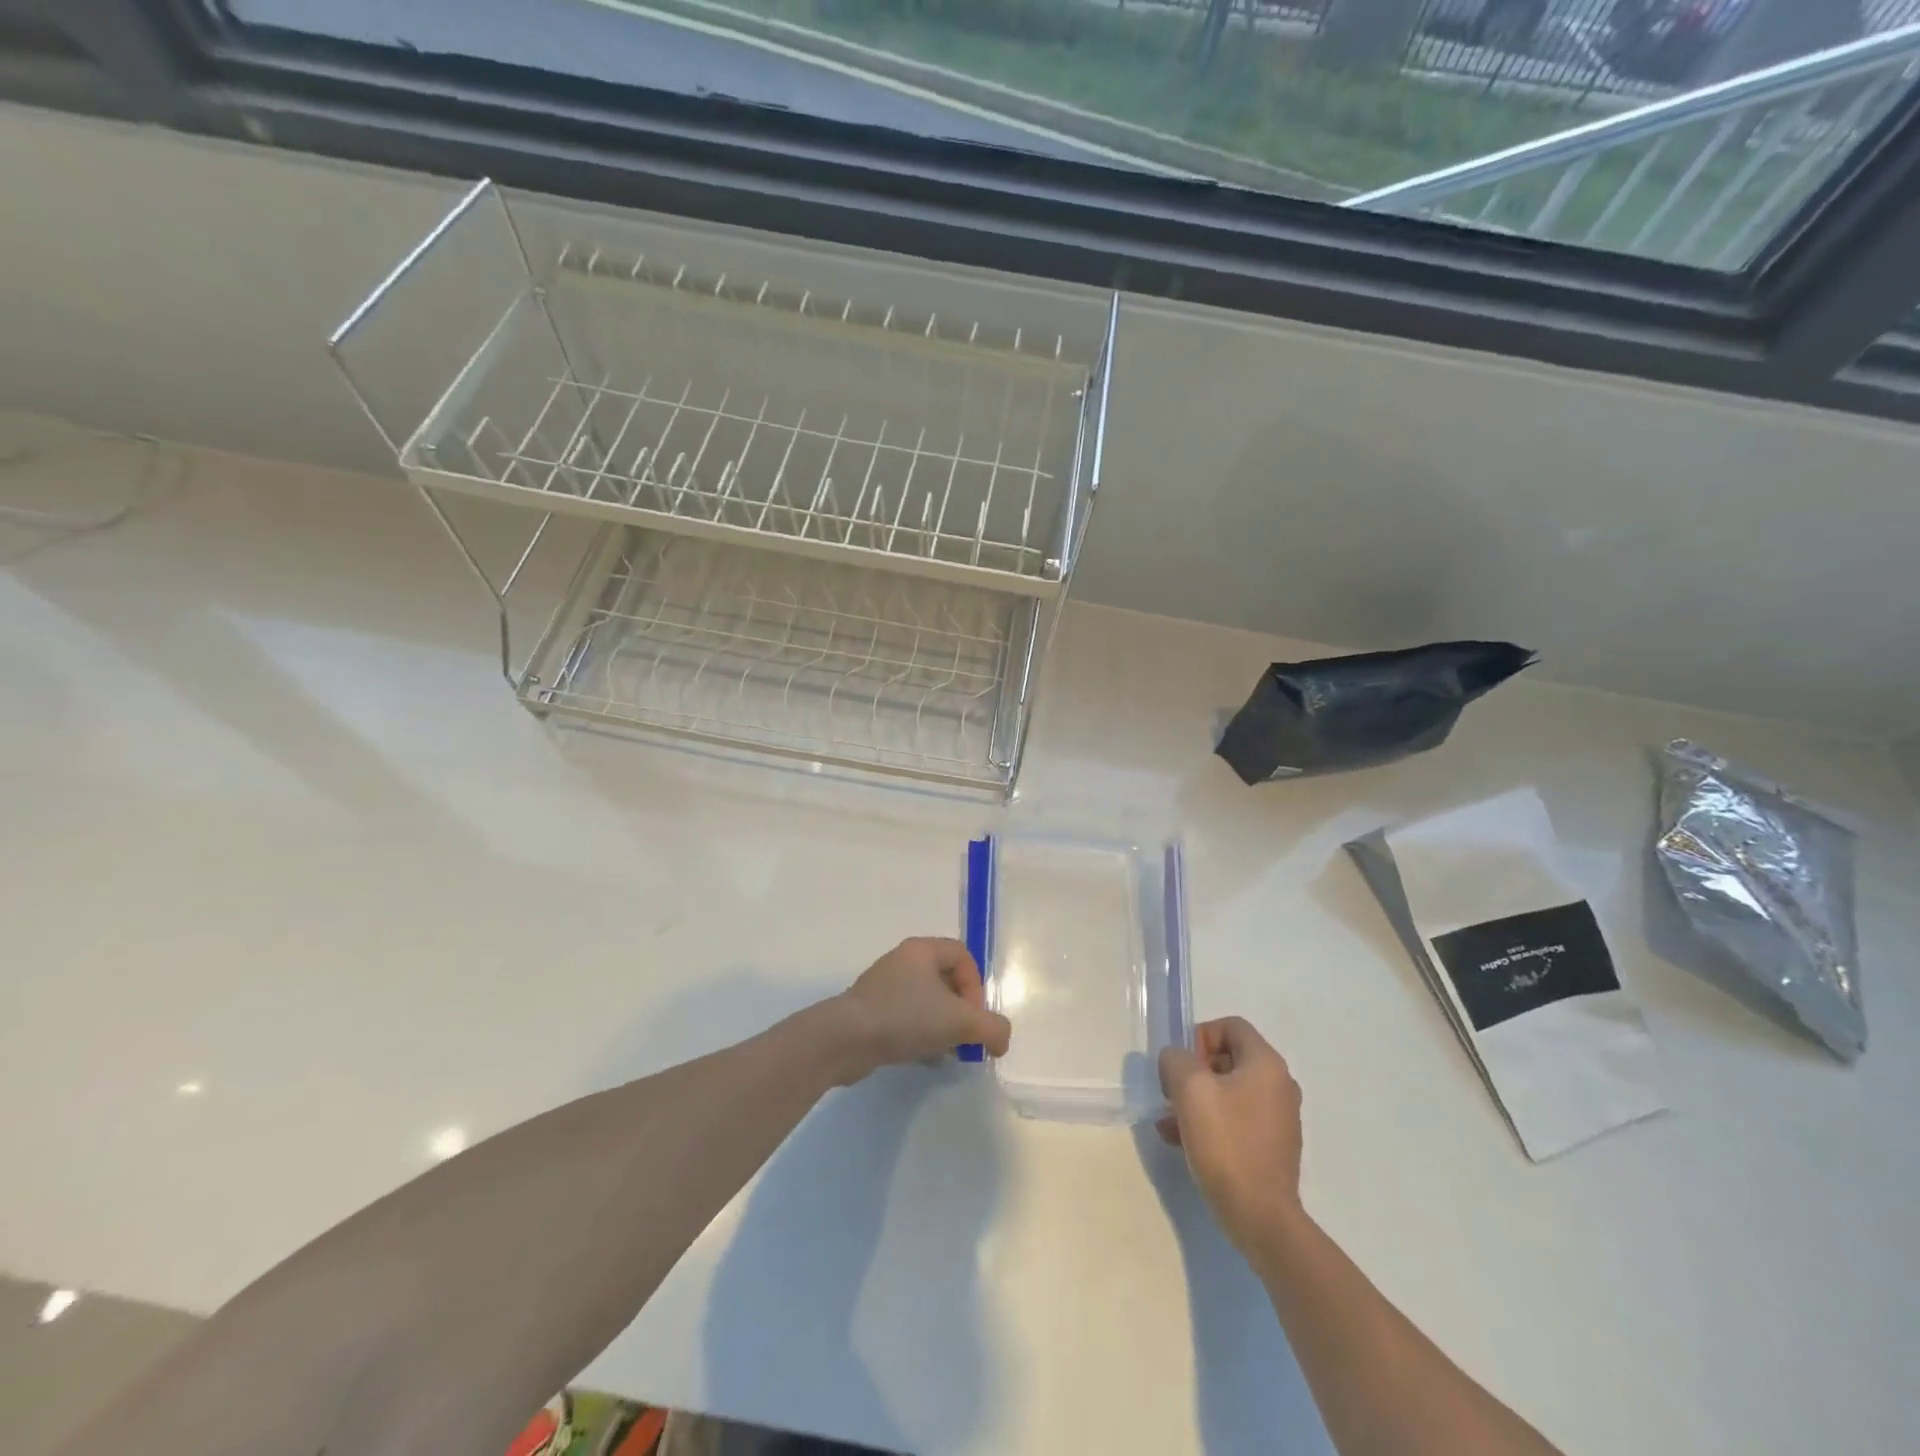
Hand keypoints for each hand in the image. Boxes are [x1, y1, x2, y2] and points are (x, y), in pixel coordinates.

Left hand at [833, 936, 1011, 1082]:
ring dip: (942, 1026)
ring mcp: (883, 986)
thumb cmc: (905, 1017)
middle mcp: (902, 961)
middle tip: (964, 1038)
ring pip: (926, 1002)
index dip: (976, 986)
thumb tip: (1000, 1040)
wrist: (845, 1040)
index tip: (974, 1017)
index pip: (962, 956)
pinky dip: (920, 1035)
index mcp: (922, 950)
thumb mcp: (960, 1022)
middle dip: (961, 1011)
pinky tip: (923, 1058)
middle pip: (945, 980)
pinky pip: (906, 1018)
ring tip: (945, 1052)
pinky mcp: (870, 1011)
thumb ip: (992, 1028)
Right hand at [1158, 1017, 1304, 1253]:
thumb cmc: (1227, 1143)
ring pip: (1228, 1092)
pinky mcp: (1271, 1146)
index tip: (1181, 1067)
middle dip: (1193, 1072)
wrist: (1261, 1217)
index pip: (1230, 1026)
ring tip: (1169, 1122)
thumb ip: (1176, 1060)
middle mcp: (1278, 1085)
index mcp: (1266, 1064)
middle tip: (1172, 1094)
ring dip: (1196, 1100)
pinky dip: (1210, 1122)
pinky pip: (1235, 1119)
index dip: (1199, 1037)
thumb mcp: (1189, 1089)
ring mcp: (1278, 1118)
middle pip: (1228, 1058)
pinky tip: (1182, 1142)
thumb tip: (1177, 1061)